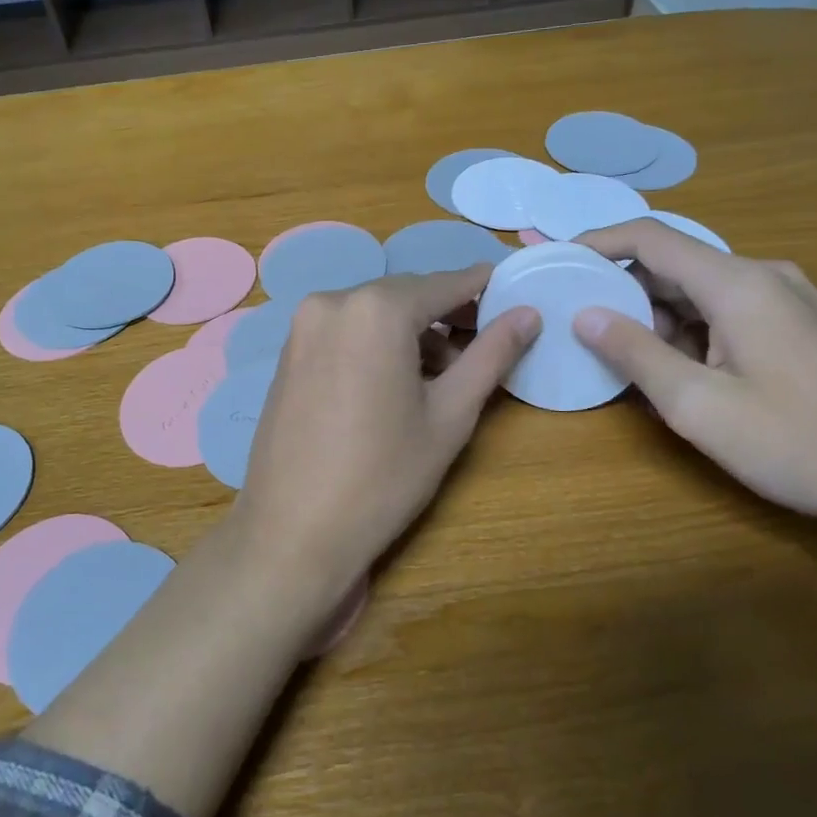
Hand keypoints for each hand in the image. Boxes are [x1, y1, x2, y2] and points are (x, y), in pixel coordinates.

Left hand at [229, 268, 538, 610]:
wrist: (292, 532)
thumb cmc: (383, 476)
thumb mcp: (450, 415)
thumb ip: (491, 355)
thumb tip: (529, 314)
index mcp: (375, 309)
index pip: (442, 285)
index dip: (481, 288)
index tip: (511, 290)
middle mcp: (332, 302)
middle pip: (405, 296)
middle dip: (446, 315)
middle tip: (483, 346)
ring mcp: (302, 328)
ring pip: (373, 314)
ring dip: (411, 333)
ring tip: (444, 376)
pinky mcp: (288, 354)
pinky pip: (344, 332)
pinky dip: (376, 344)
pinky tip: (395, 383)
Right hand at [571, 220, 816, 527]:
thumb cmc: (793, 442)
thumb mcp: (696, 404)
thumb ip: (635, 353)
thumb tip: (584, 314)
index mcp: (737, 284)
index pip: (651, 239)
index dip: (599, 242)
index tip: (560, 261)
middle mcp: (765, 277)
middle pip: (676, 265)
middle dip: (627, 293)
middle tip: (588, 331)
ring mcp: (790, 300)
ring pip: (702, 292)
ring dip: (661, 320)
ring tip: (634, 365)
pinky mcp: (802, 326)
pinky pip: (729, 312)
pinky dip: (694, 333)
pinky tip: (685, 376)